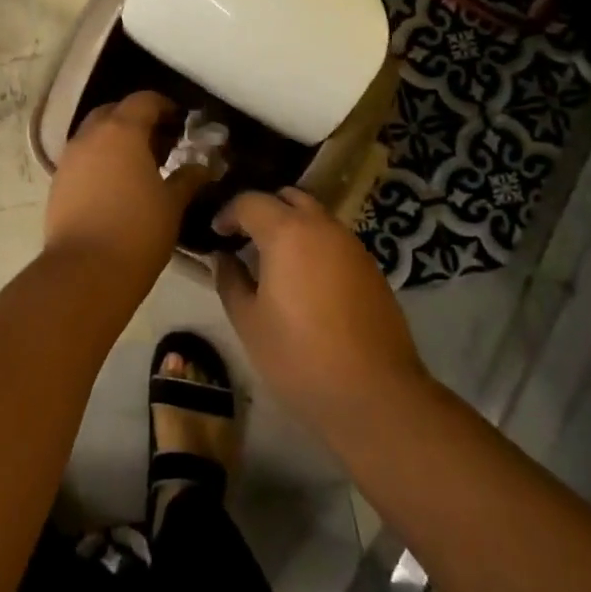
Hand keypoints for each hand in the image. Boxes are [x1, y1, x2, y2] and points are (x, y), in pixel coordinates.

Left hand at [45, 92, 207, 272]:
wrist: (85, 271)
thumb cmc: (137, 231)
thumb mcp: (172, 204)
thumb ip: (189, 178)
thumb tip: (203, 166)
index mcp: (122, 130)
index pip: (144, 100)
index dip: (166, 107)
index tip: (182, 124)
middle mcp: (90, 136)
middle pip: (114, 112)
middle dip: (138, 121)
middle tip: (162, 144)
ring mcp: (69, 158)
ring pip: (95, 135)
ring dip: (116, 141)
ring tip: (140, 168)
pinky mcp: (57, 182)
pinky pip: (82, 158)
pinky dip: (100, 161)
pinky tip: (116, 187)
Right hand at [213, 188, 429, 438]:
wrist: (374, 394)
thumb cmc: (299, 356)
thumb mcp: (248, 321)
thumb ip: (230, 280)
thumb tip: (222, 257)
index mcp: (287, 232)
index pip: (250, 201)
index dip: (228, 213)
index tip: (216, 234)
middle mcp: (322, 226)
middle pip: (288, 197)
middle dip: (263, 210)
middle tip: (244, 238)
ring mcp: (352, 245)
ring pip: (315, 217)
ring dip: (291, 226)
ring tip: (273, 260)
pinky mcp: (372, 268)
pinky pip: (334, 241)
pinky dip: (314, 245)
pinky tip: (305, 280)